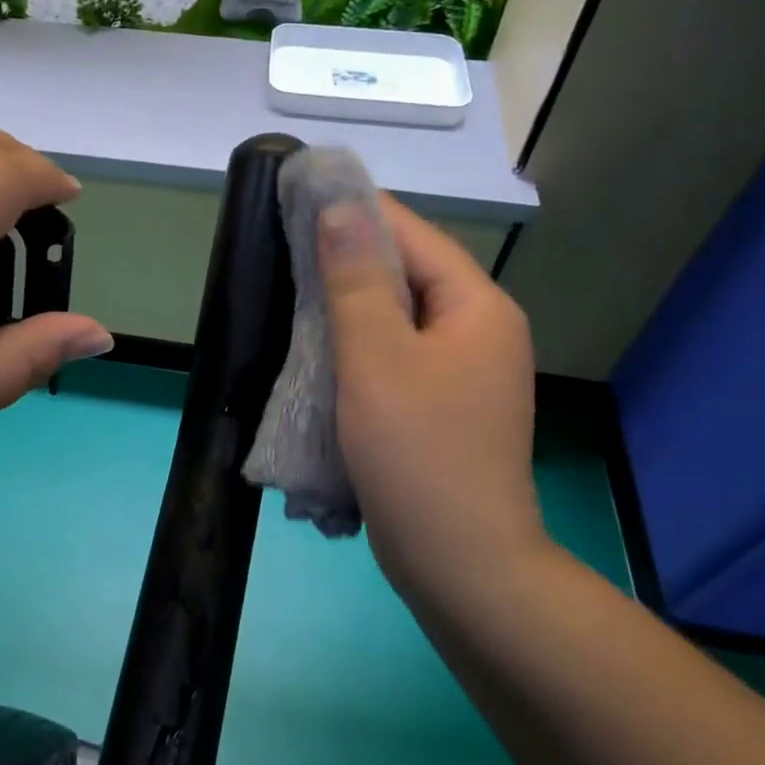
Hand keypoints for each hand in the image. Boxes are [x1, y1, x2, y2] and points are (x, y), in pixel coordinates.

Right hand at [319, 196, 545, 595]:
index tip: (298, 198)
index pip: (412, 233)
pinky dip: (359, 345)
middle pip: (408, 273)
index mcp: (476, 307)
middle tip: (284, 250)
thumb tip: (341, 206)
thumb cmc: (417, 454)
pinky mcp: (445, 406)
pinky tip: (320, 350)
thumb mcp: (376, 358)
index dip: (355, 210)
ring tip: (292, 293)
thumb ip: (356, 279)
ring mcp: (466, 372)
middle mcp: (480, 330)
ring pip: (399, 317)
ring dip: (349, 304)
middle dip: (347, 259)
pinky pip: (397, 355)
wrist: (462, 566)